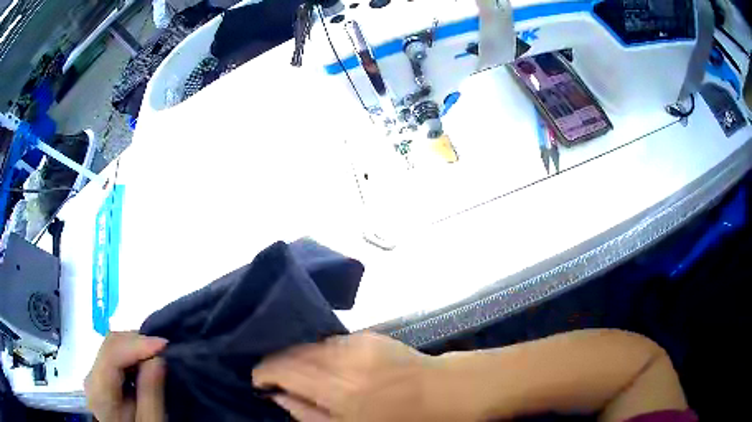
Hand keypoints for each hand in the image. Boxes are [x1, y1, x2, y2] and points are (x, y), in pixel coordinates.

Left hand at [85, 332, 167, 421]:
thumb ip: (150, 394)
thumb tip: (157, 359)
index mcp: (99, 391)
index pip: (111, 354)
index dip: (137, 344)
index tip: (164, 344)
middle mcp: (91, 377)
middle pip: (110, 346)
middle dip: (137, 342)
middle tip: (164, 349)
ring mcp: (94, 377)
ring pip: (112, 348)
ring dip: (135, 348)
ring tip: (157, 355)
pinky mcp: (100, 379)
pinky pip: (114, 357)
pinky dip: (131, 356)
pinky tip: (145, 364)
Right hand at [253, 333, 451, 421]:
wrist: (442, 392)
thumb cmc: (398, 421)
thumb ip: (307, 414)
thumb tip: (279, 396)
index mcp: (338, 389)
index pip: (282, 368)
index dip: (263, 372)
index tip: (258, 381)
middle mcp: (343, 359)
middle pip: (292, 350)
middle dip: (275, 361)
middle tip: (272, 376)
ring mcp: (357, 342)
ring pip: (309, 343)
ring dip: (296, 355)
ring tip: (297, 371)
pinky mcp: (369, 335)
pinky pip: (330, 341)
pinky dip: (319, 351)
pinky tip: (325, 364)